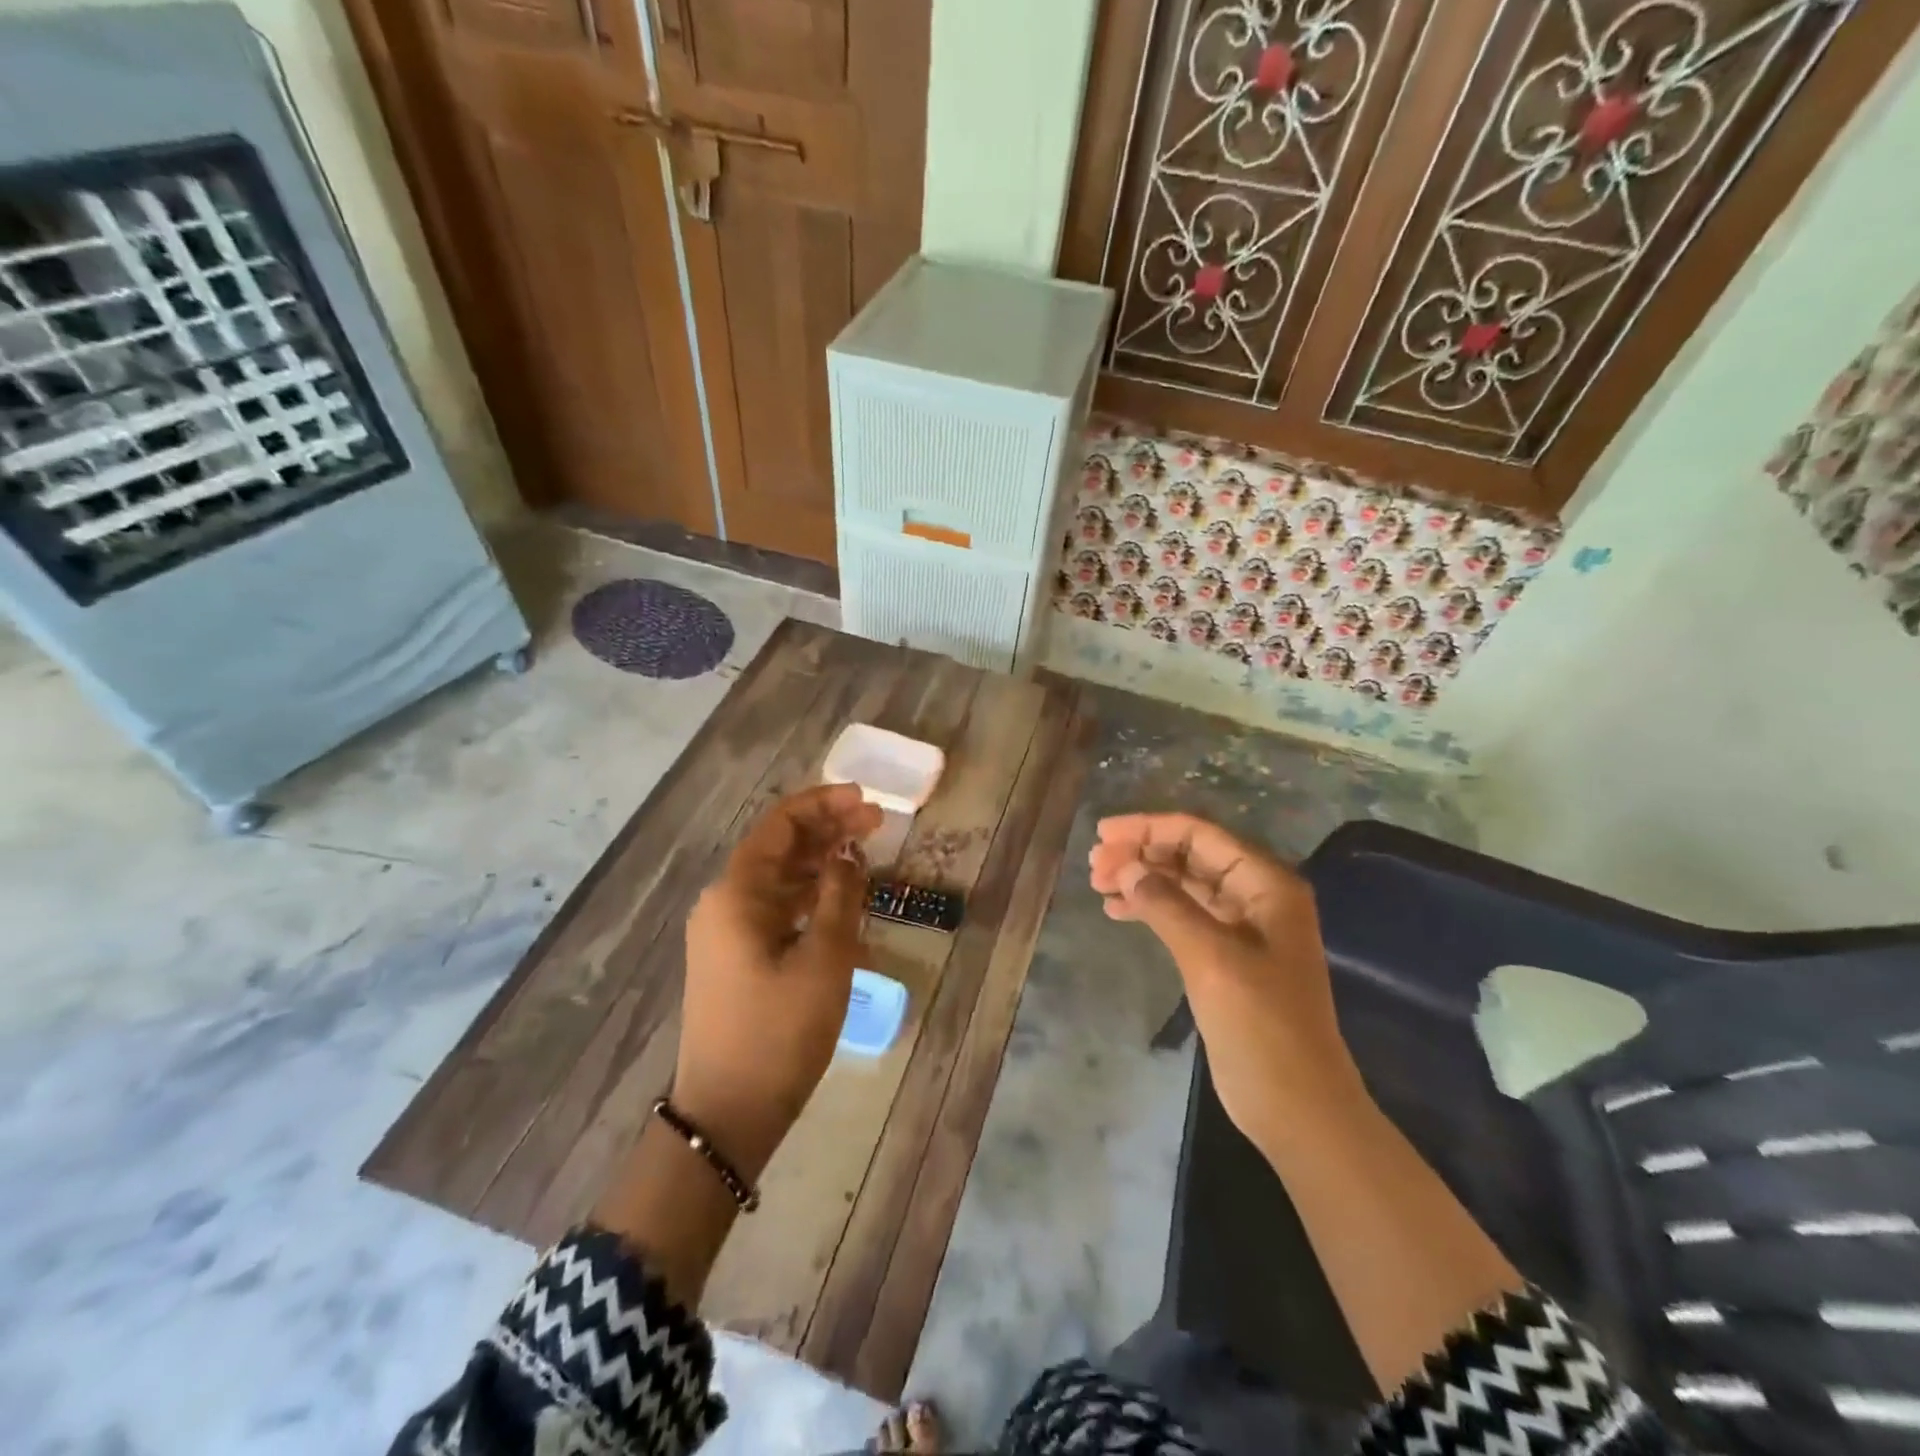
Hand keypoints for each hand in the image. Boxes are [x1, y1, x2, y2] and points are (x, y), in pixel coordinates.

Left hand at [677, 783, 882, 1179]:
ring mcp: (728, 932)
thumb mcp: (824, 959)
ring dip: (821, 864)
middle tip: (876, 824)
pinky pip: (776, 911)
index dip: (824, 804)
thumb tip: (846, 856)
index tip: (866, 801)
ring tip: (865, 856)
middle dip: (827, 831)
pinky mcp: (737, 958)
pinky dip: (810, 900)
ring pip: (780, 880)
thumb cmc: (779, 1031)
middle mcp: (725, 903)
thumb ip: (840, 897)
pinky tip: (843, 902)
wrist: (728, 1113)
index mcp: (737, 893)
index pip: (781, 825)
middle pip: (780, 848)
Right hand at [1089, 813, 1363, 1139]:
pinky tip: (1119, 911)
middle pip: (1190, 855)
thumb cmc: (1261, 1026)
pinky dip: (1151, 909)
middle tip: (1094, 866)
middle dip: (1142, 853)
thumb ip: (1167, 905)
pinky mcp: (1226, 957)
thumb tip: (1127, 867)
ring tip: (1098, 885)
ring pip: (1184, 884)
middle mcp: (1256, 896)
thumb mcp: (1211, 958)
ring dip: (1143, 879)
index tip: (1102, 834)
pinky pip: (1183, 915)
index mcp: (1266, 884)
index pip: (1201, 835)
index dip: (1149, 828)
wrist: (1296, 1106)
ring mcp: (1242, 928)